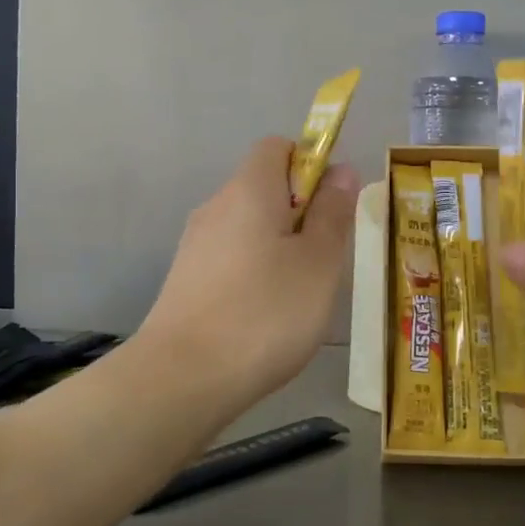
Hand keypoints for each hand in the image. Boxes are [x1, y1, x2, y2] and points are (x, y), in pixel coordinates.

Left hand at [139, 136, 359, 406]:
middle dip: (301, 214)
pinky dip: (255, 274)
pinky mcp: (185, 280)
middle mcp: (216, 207)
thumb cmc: (266, 312)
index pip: (278, 147)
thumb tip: (340, 170)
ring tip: (298, 296)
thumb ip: (332, 212)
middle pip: (264, 188)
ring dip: (280, 248)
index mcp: (249, 189)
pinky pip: (231, 259)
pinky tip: (265, 317)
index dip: (310, 164)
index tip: (331, 207)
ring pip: (250, 228)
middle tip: (324, 260)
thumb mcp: (318, 262)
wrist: (183, 378)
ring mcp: (195, 245)